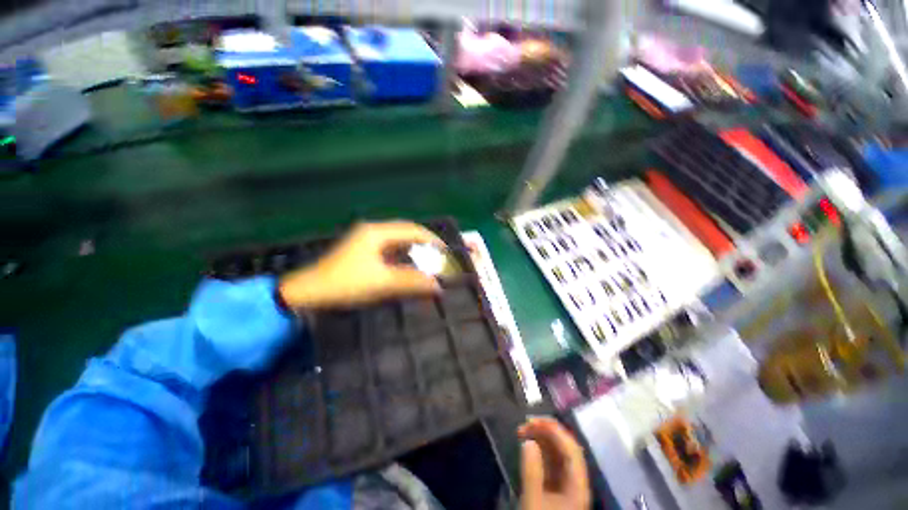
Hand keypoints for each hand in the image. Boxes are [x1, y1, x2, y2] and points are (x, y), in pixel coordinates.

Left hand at [278, 221, 444, 308]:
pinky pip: (389, 250)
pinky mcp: (362, 251)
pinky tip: (409, 266)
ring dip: (413, 251)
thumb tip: (437, 286)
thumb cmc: (344, 284)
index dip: (431, 240)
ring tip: (427, 263)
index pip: (412, 230)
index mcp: (377, 232)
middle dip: (424, 245)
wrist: (307, 294)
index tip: (445, 252)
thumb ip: (411, 282)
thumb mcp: (381, 283)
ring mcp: (366, 241)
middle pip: (406, 233)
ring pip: (397, 241)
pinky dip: (402, 257)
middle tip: (438, 258)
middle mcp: (372, 231)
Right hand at [519, 417, 590, 509]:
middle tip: (525, 425)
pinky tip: (529, 446)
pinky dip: (541, 450)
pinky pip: (552, 462)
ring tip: (524, 431)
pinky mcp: (559, 488)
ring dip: (543, 439)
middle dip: (547, 432)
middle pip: (567, 448)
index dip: (554, 431)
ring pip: (559, 454)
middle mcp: (577, 481)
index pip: (571, 449)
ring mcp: (568, 484)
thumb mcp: (533, 503)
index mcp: (578, 486)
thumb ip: (532, 472)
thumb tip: (528, 441)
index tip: (533, 421)